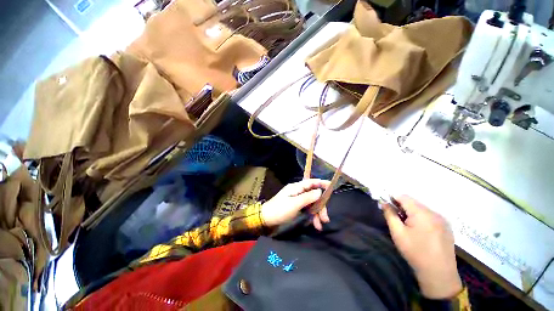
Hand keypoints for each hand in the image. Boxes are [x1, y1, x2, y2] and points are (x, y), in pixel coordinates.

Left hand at [261, 179, 330, 229]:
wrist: (265, 220)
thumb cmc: (279, 210)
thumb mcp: (294, 204)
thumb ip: (308, 197)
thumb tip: (320, 191)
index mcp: (296, 188)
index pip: (312, 182)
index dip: (322, 184)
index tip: (332, 187)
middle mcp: (298, 192)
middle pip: (314, 196)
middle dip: (321, 207)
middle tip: (325, 219)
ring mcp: (297, 201)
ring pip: (312, 205)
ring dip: (317, 214)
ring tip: (319, 226)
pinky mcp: (296, 208)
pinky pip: (307, 210)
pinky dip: (312, 217)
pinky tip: (314, 225)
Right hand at [383, 195, 461, 298]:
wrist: (437, 269)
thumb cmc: (415, 253)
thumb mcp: (399, 237)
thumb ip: (391, 218)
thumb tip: (385, 204)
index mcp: (420, 211)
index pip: (405, 197)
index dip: (394, 200)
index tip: (388, 208)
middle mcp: (432, 210)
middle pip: (416, 204)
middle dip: (406, 211)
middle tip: (400, 225)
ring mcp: (442, 218)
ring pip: (425, 213)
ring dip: (417, 218)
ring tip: (413, 234)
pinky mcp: (447, 226)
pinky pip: (433, 220)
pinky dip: (427, 224)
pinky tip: (425, 238)